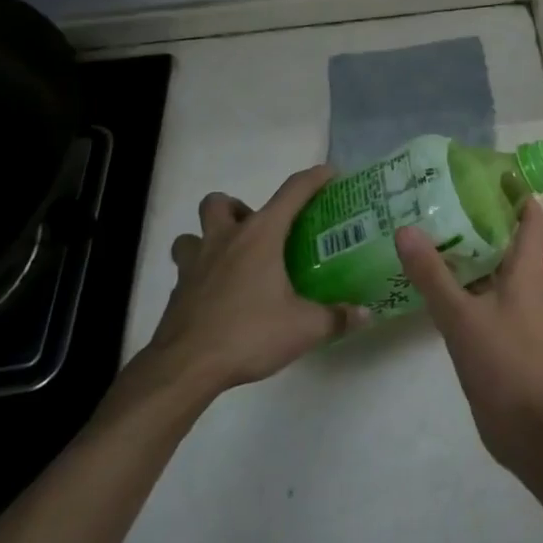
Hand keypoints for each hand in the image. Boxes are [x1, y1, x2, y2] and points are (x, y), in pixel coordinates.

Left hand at [110, 166, 367, 429]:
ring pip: (192, 234)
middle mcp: (224, 240)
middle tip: (260, 233)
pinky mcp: (177, 292)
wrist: (185, 368)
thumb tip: (365, 314)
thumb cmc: (248, 334)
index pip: (291, 192)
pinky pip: (185, 270)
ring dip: (210, 238)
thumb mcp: (304, 328)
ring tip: (232, 260)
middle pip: (220, 202)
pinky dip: (201, 275)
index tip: (330, 173)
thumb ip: (336, 318)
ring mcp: (195, 265)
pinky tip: (219, 297)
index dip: (313, 178)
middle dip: (239, 209)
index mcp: (259, 236)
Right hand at [397, 200, 542, 474]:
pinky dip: (455, 278)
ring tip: (424, 226)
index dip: (514, 188)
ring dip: (463, 246)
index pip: (529, 214)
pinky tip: (423, 277)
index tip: (482, 168)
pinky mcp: (494, 329)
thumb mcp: (462, 316)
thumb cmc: (504, 363)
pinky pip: (475, 291)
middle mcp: (519, 280)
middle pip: (504, 234)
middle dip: (476, 212)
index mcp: (524, 268)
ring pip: (486, 263)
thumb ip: (432, 274)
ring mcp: (507, 306)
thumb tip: (405, 227)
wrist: (526, 427)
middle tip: (437, 193)